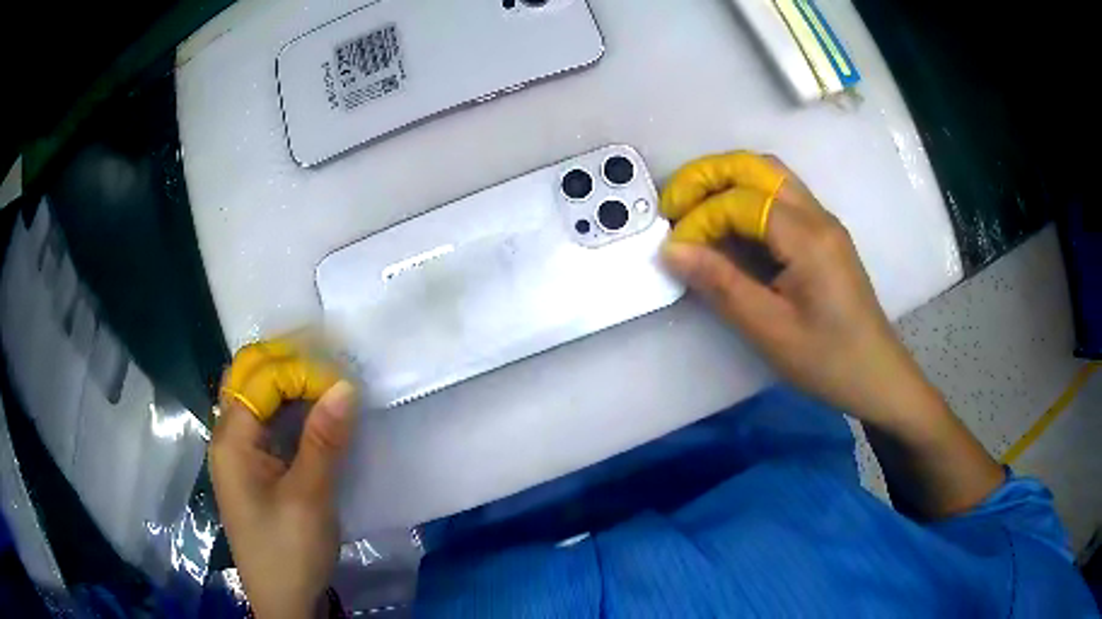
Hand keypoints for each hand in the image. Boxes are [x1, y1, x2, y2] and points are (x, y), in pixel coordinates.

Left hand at [210, 339, 357, 618]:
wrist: (283, 601)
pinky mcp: (253, 470)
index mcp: (231, 439)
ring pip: (259, 399)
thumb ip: (324, 440)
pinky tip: (314, 416)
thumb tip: (346, 385)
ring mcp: (238, 454)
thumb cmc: (289, 551)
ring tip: (328, 383)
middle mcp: (228, 437)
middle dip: (289, 365)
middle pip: (250, 379)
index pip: (261, 378)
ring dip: (290, 385)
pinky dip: (290, 411)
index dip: (299, 370)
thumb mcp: (309, 497)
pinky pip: (267, 424)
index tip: (341, 381)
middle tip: (332, 368)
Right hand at [659, 151, 923, 426]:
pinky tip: (730, 227)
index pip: (741, 201)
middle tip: (673, 205)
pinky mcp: (823, 234)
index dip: (700, 219)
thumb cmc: (827, 359)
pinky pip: (780, 196)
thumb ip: (721, 285)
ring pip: (769, 174)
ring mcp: (823, 221)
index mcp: (807, 237)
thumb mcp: (770, 330)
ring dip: (727, 182)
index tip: (677, 251)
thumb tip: (671, 250)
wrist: (876, 375)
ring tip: (694, 210)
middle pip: (755, 166)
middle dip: (707, 176)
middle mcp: (817, 215)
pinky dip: (746, 198)